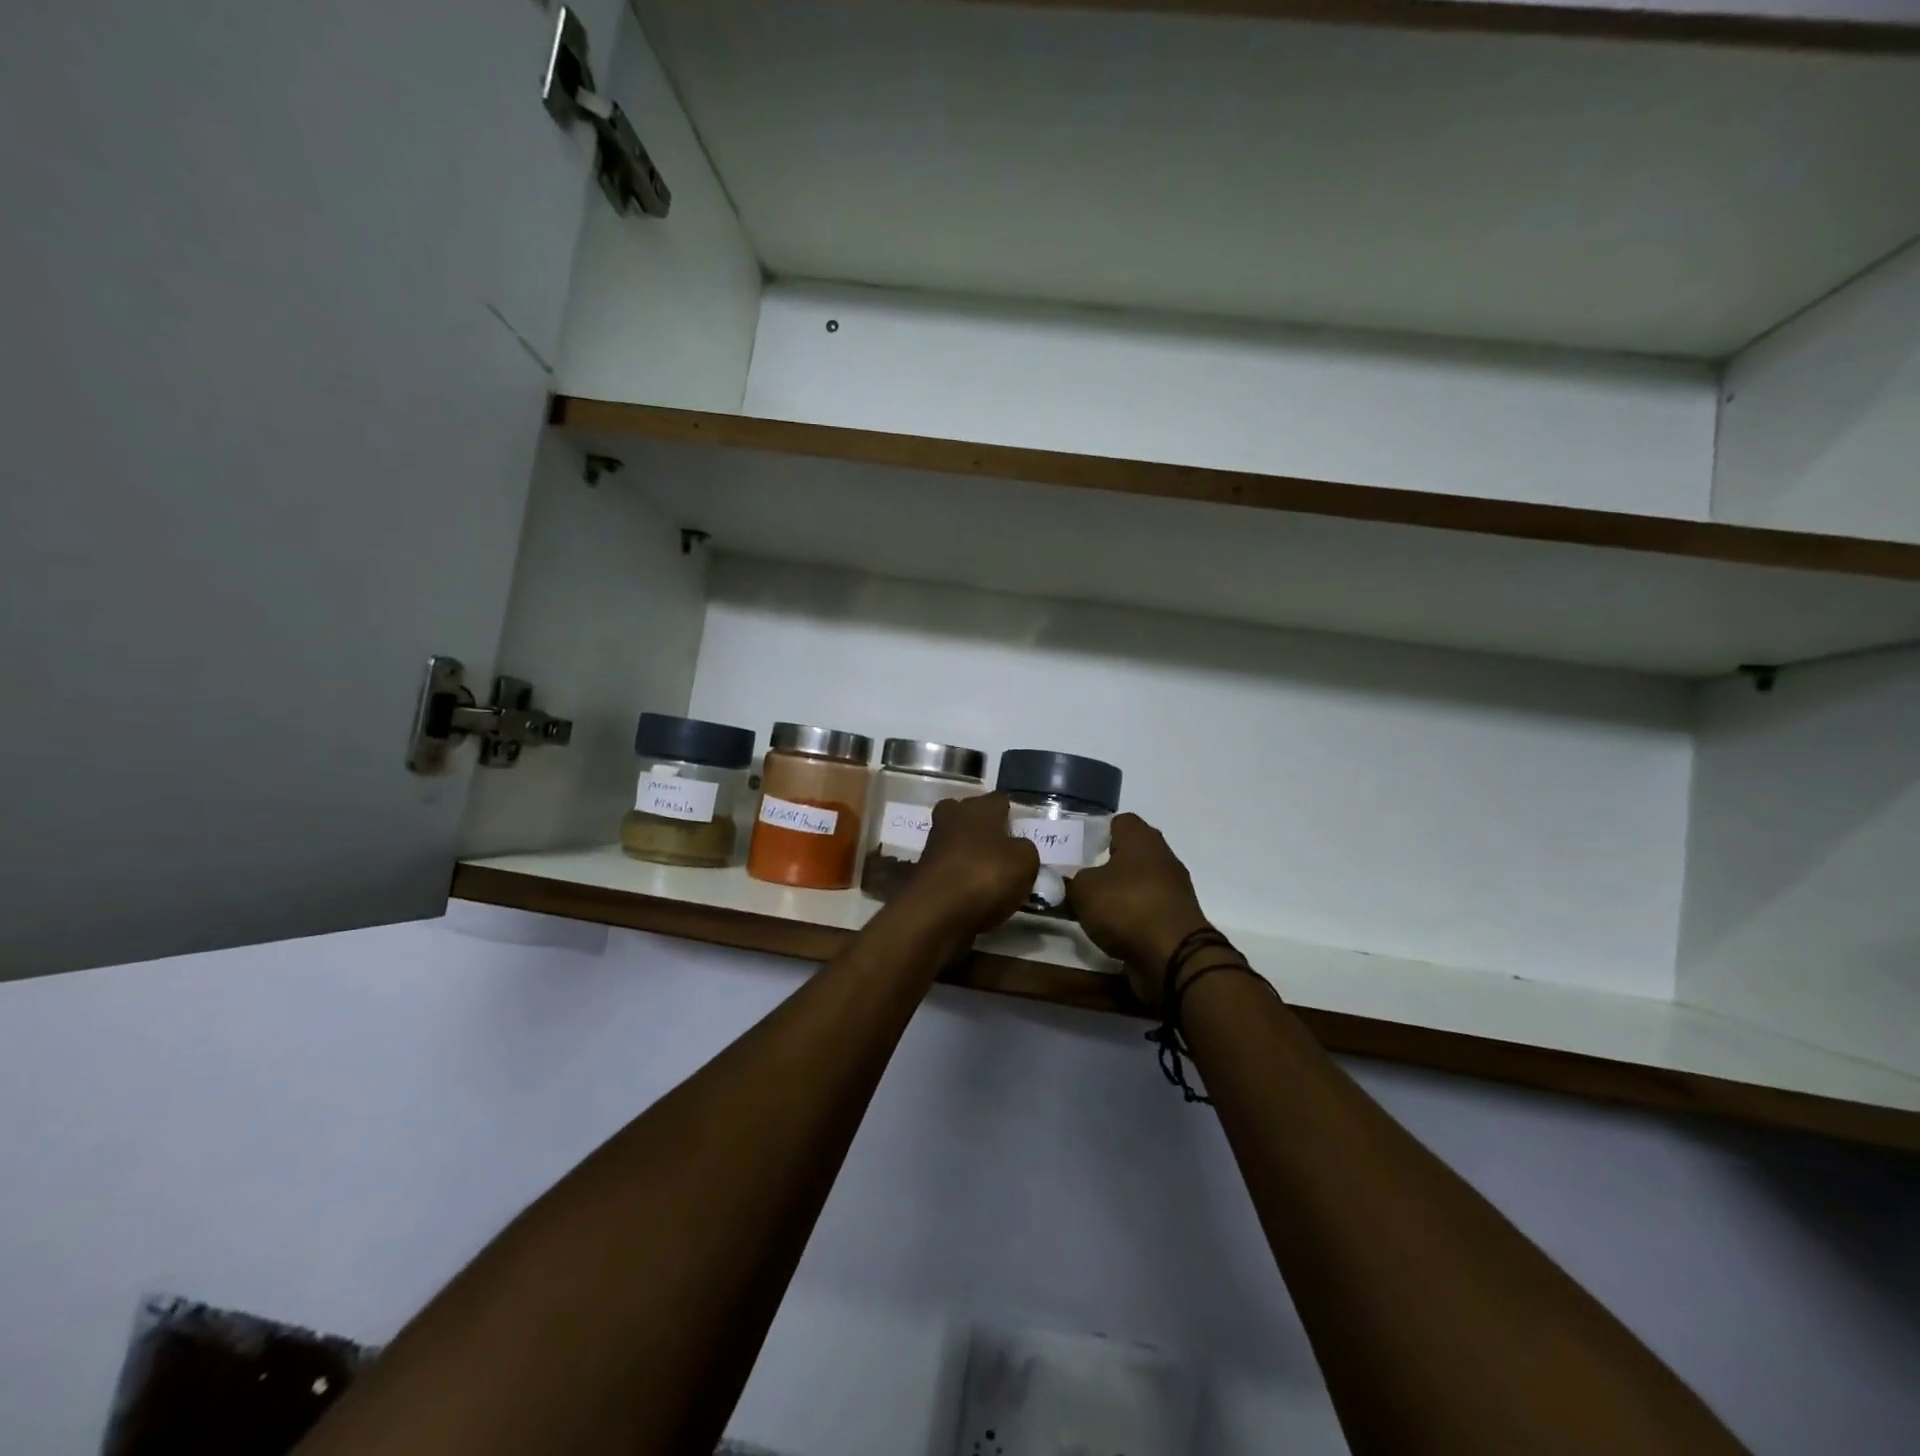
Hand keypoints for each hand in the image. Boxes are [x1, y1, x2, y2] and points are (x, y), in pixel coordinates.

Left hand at [896, 793, 1039, 939]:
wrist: (936, 913)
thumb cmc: (987, 876)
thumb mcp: (1026, 861)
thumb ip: (1025, 849)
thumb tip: (1017, 848)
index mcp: (979, 808)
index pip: (999, 800)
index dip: (1010, 814)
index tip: (1020, 831)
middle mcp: (952, 819)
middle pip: (967, 814)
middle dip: (980, 826)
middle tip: (1000, 847)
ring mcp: (933, 846)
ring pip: (954, 841)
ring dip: (968, 853)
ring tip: (990, 876)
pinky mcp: (922, 874)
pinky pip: (948, 869)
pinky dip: (958, 877)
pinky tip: (973, 894)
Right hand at [1065, 814, 1210, 1011]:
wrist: (1173, 956)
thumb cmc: (1126, 907)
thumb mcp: (1082, 890)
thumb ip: (1072, 880)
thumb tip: (1072, 882)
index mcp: (1141, 838)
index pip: (1120, 821)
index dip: (1098, 832)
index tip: (1078, 848)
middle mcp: (1162, 856)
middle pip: (1131, 852)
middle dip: (1106, 862)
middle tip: (1079, 876)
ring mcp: (1174, 888)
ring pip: (1139, 881)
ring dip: (1119, 891)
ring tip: (1091, 905)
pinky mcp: (1176, 917)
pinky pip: (1147, 907)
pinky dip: (1131, 914)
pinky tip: (1111, 927)